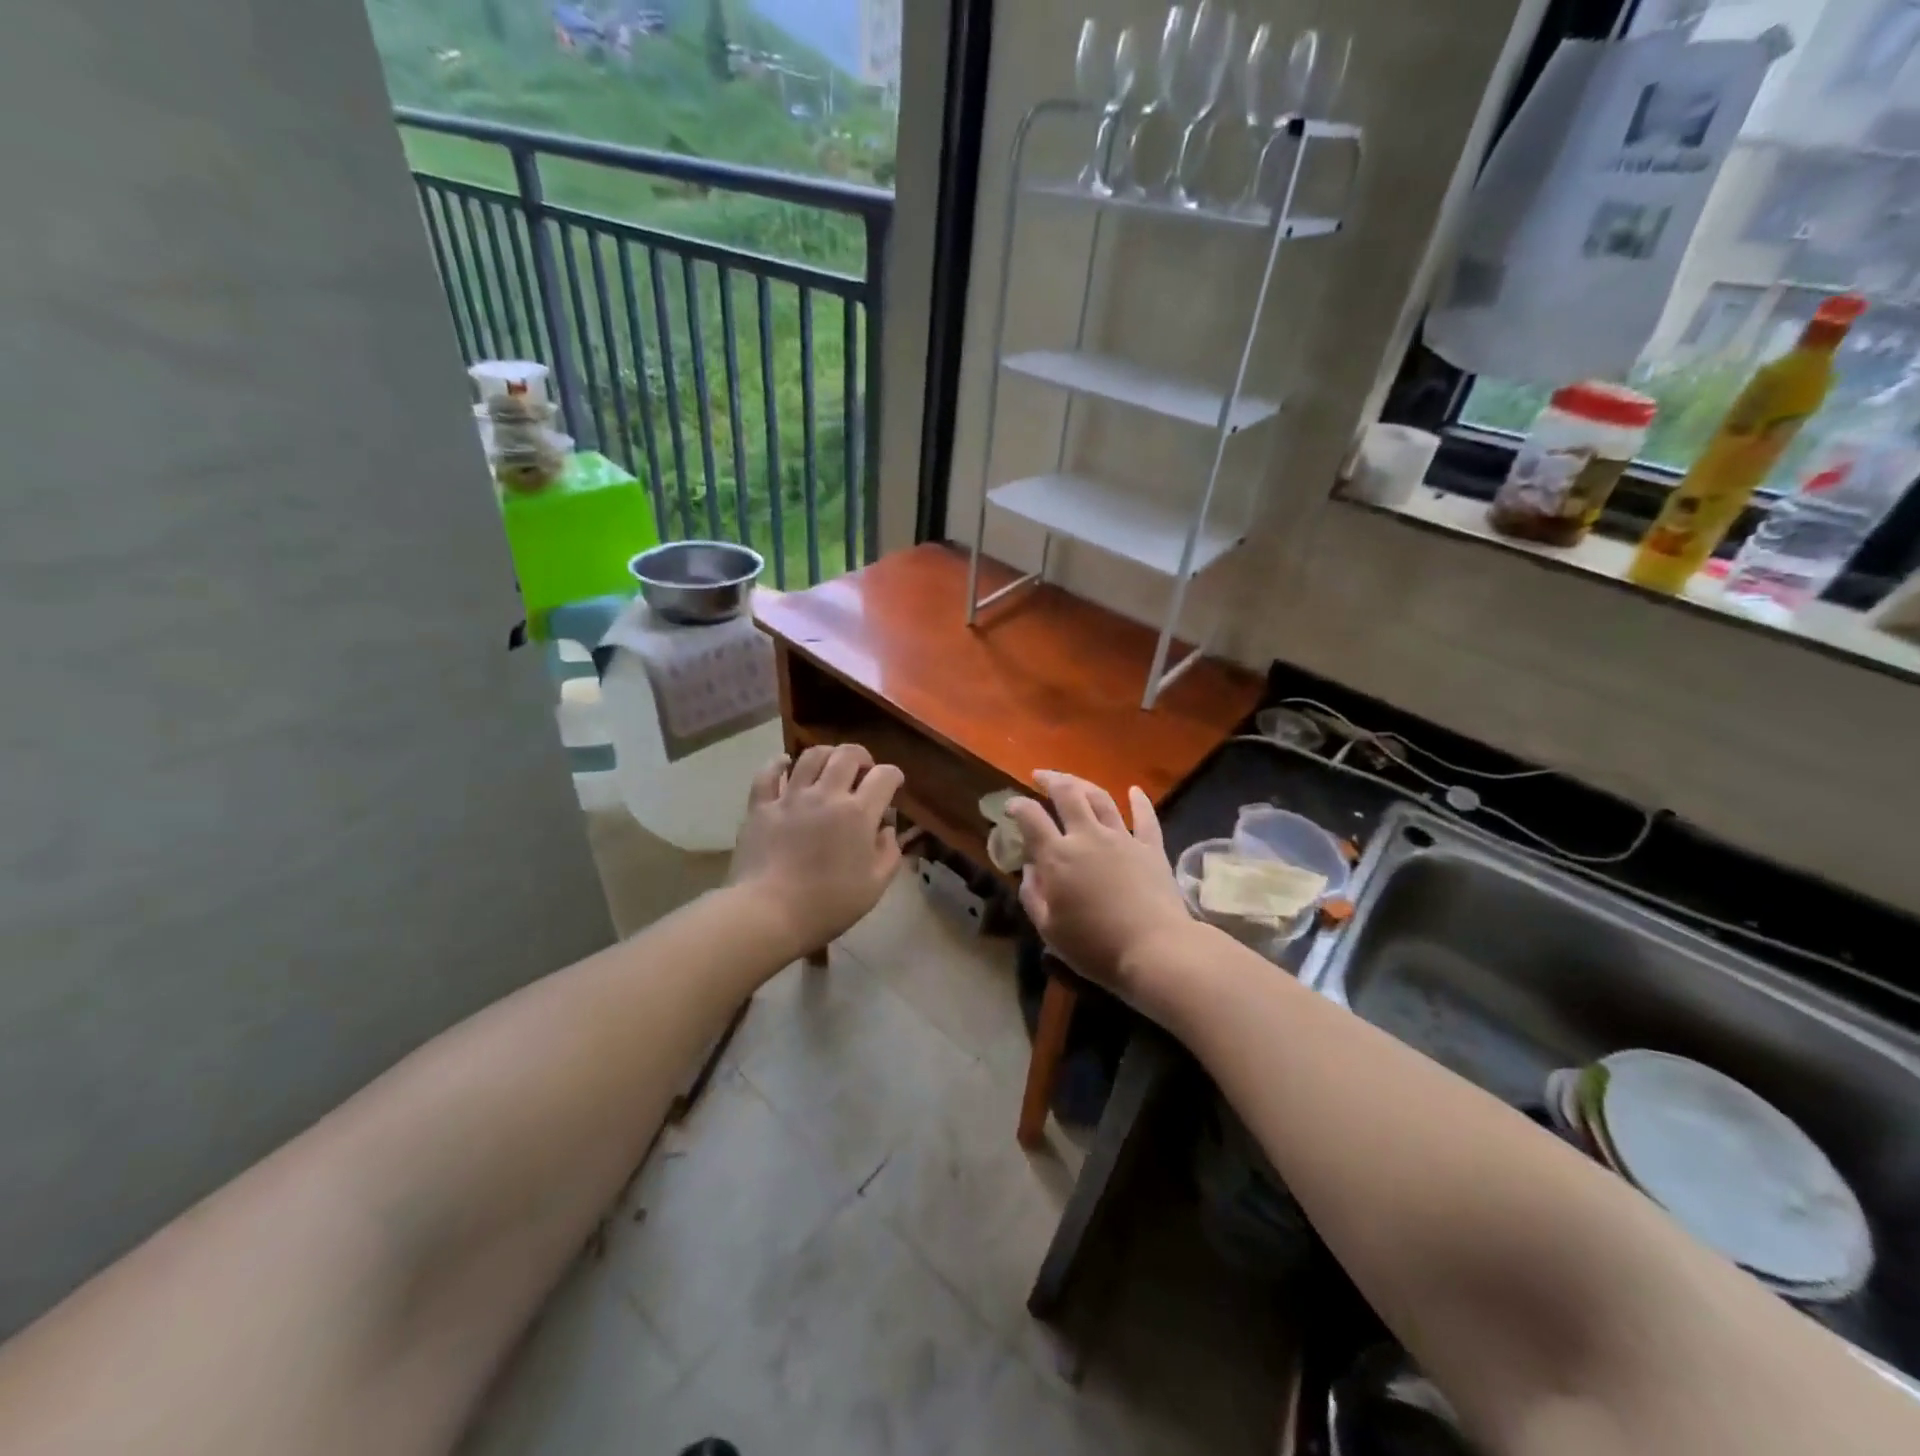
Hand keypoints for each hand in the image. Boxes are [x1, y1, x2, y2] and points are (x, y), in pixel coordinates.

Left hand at [729, 744, 904, 954]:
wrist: (769, 913)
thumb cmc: (828, 904)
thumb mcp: (874, 886)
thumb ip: (889, 853)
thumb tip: (886, 829)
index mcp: (859, 813)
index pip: (885, 776)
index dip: (894, 776)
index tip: (894, 785)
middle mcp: (827, 794)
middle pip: (848, 755)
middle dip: (862, 757)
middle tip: (863, 771)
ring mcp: (791, 797)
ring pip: (811, 756)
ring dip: (827, 755)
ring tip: (830, 766)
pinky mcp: (761, 806)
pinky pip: (768, 773)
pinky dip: (779, 764)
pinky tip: (785, 764)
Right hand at [1004, 771, 1198, 1012]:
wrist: (1155, 950)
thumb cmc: (1095, 947)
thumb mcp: (1050, 930)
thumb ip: (1033, 896)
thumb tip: (1029, 869)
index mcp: (1058, 857)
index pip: (1031, 818)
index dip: (1017, 806)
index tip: (1010, 805)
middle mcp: (1087, 837)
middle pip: (1067, 794)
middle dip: (1050, 779)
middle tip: (1040, 776)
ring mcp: (1122, 838)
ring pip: (1101, 798)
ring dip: (1084, 784)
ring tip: (1073, 781)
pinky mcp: (1151, 848)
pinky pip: (1145, 818)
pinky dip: (1139, 801)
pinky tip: (1135, 791)